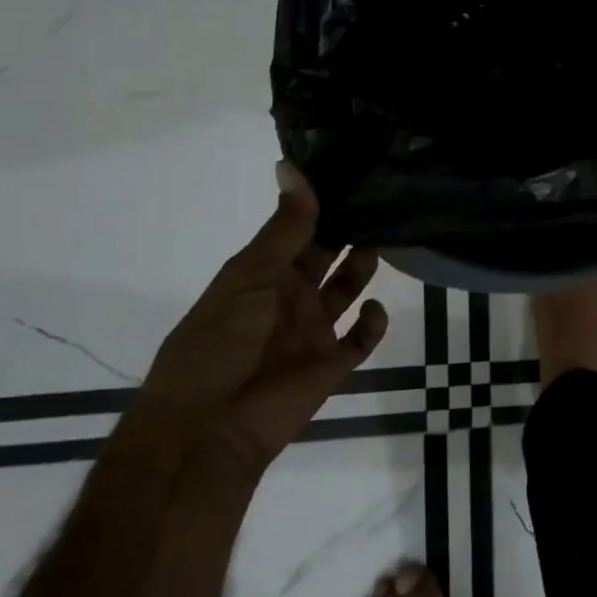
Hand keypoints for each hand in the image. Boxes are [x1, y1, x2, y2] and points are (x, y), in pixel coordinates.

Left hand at [118, 163, 389, 494]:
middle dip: (349, 228)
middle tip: (383, 196)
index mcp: (263, 273)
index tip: (352, 170)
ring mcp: (312, 330)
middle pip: (327, 253)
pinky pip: (361, 338)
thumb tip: (293, 165)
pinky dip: (373, 322)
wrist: (208, 430)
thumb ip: (285, 226)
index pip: (298, 228)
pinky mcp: (331, 364)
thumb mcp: (250, 274)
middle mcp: (290, 296)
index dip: (321, 202)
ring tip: (388, 236)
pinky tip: (374, 307)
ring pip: (347, 288)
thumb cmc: (219, 341)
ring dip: (364, 266)